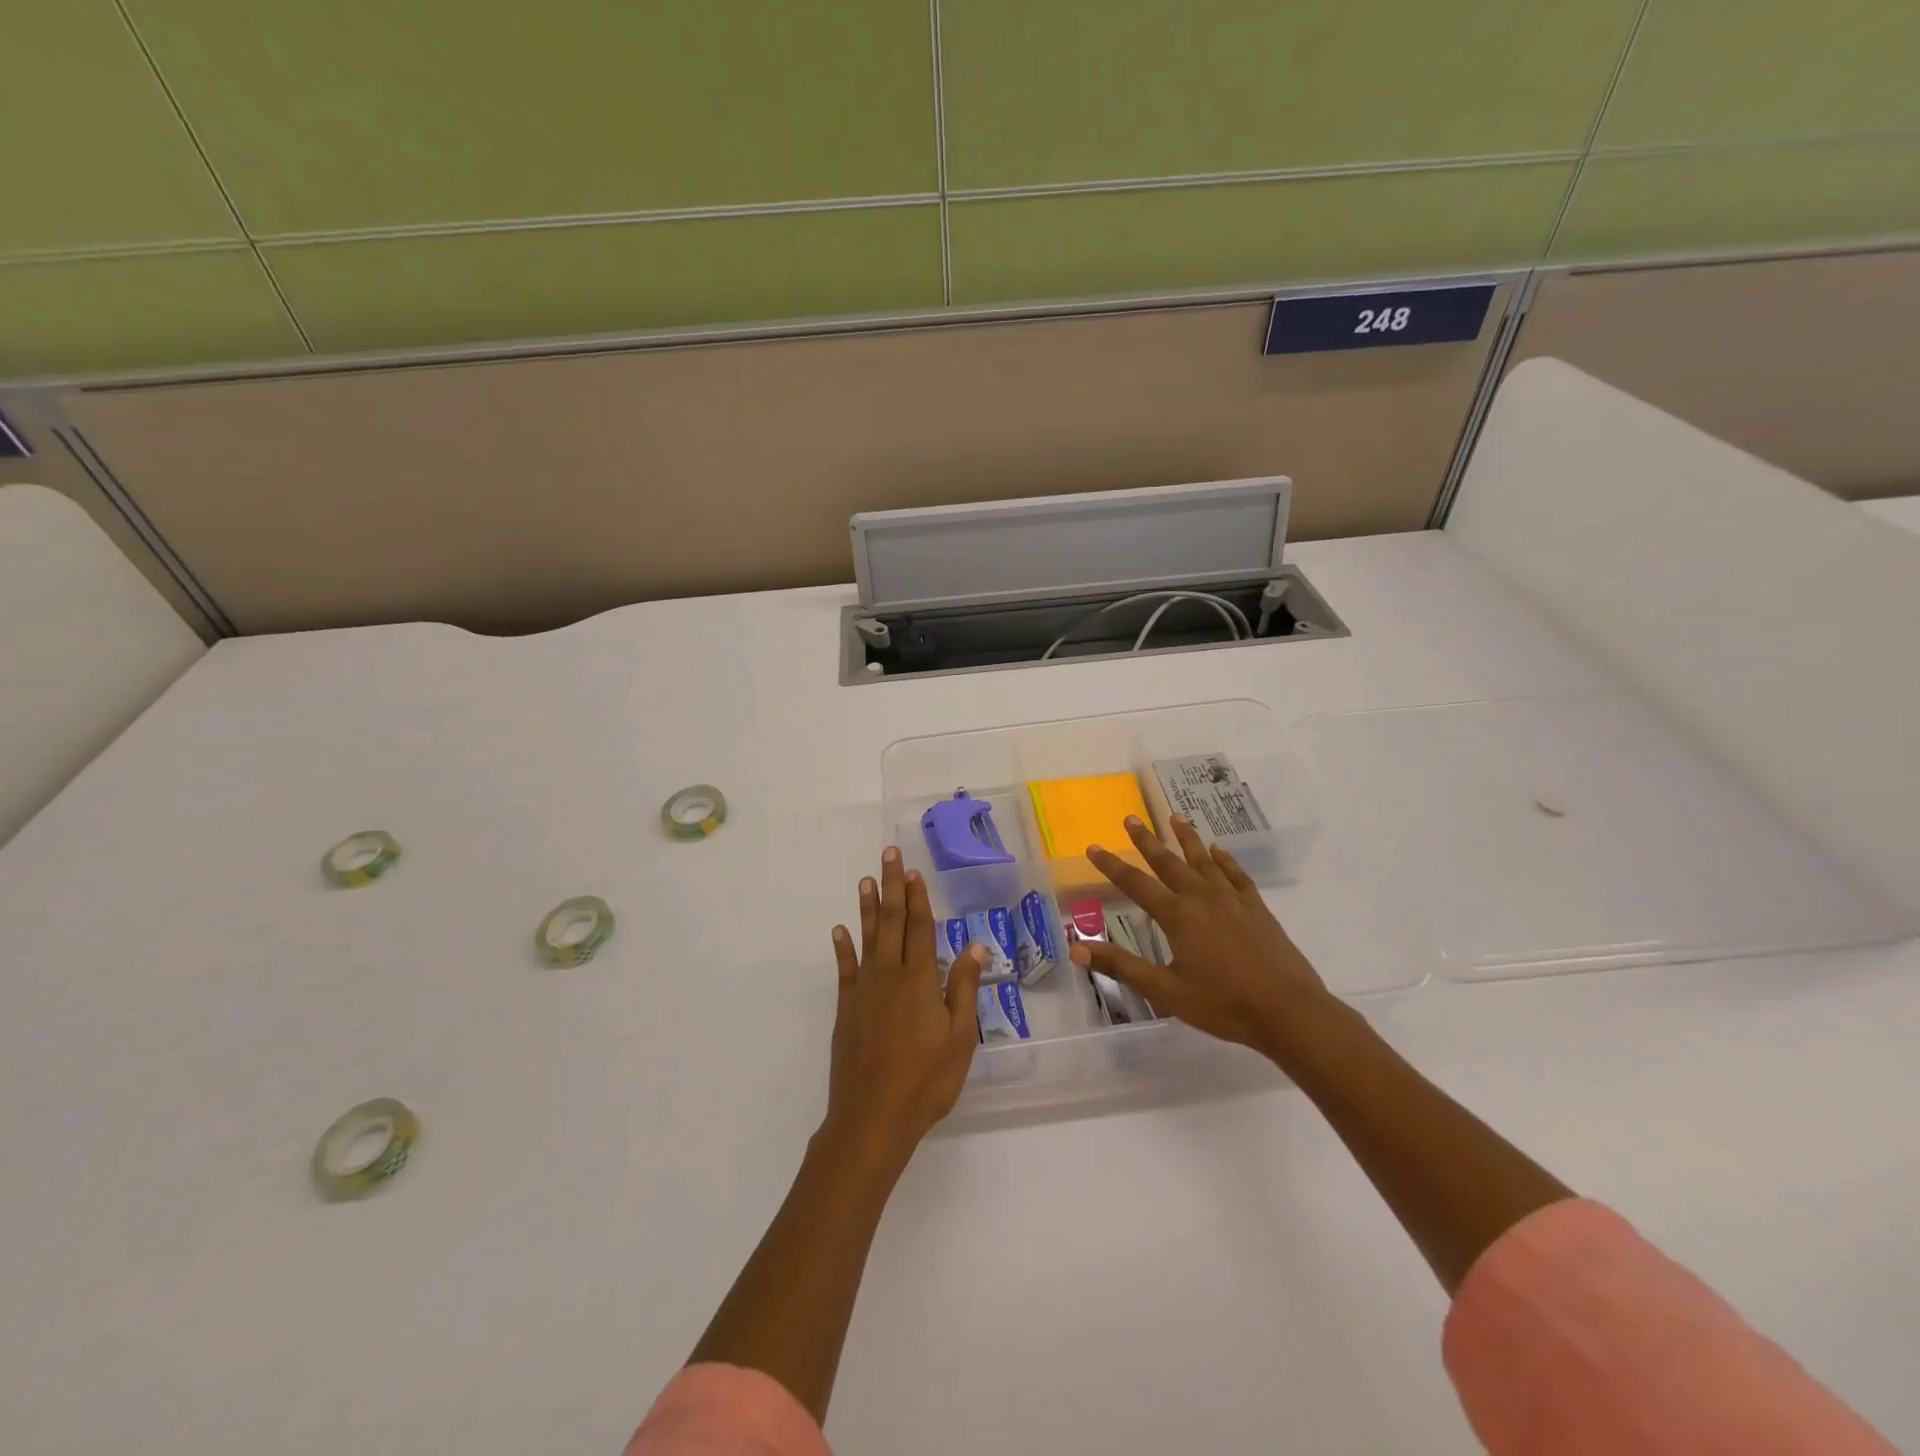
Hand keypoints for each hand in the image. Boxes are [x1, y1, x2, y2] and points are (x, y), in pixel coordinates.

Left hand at [826, 847, 986, 1168]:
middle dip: (892, 886)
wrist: (873, 1117)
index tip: (913, 871)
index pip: (920, 928)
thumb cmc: (926, 1080)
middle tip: (887, 855)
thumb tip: (974, 945)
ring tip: (866, 880)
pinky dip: (842, 948)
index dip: (917, 897)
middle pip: (892, 922)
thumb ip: (963, 988)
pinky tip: (839, 931)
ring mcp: (864, 990)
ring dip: (868, 908)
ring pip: (867, 938)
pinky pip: (845, 970)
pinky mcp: (847, 1009)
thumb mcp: (960, 1037)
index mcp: (920, 979)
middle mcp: (890, 975)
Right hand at [1071, 814, 1339, 1061]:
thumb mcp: (1165, 991)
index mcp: (1177, 916)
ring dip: (1187, 838)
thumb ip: (1122, 966)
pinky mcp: (1256, 909)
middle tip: (1131, 819)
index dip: (1111, 866)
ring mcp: (1232, 900)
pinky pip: (1236, 875)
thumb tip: (1076, 948)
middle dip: (1147, 840)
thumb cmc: (1223, 1004)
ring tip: (1175, 817)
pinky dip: (1225, 860)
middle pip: (1169, 862)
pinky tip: (1218, 850)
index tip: (1093, 847)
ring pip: (1204, 860)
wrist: (1288, 1011)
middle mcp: (1202, 898)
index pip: (1136, 884)